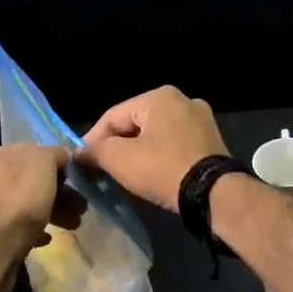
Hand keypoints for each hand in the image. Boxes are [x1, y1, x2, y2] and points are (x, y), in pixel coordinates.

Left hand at [0, 144, 83, 265]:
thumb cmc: (20, 198)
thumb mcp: (43, 163)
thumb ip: (55, 154)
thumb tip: (62, 156)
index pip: (35, 153)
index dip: (59, 165)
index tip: (77, 181)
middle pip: (33, 181)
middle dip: (60, 193)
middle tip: (81, 208)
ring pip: (27, 203)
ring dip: (53, 212)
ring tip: (73, 226)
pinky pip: (17, 225)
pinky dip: (34, 229)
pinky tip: (46, 238)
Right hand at [77, 85, 228, 210]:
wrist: (213, 195)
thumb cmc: (162, 168)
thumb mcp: (119, 159)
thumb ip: (94, 152)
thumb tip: (79, 154)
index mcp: (160, 97)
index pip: (113, 116)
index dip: (92, 139)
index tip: (81, 162)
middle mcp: (183, 101)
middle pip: (135, 126)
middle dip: (117, 148)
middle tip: (102, 171)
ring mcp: (202, 122)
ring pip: (155, 138)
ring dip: (137, 156)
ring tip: (123, 179)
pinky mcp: (212, 144)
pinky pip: (174, 148)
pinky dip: (159, 161)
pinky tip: (150, 179)